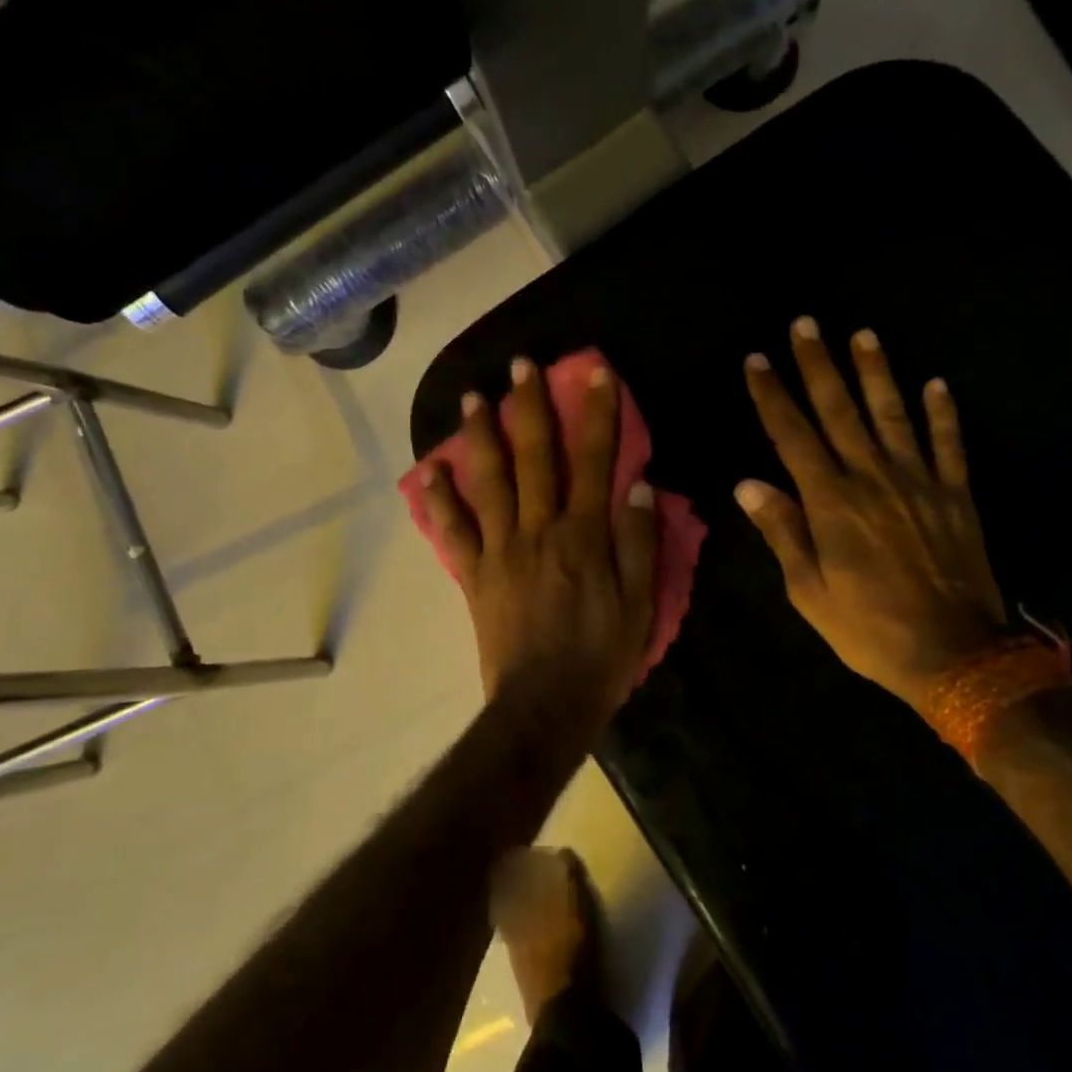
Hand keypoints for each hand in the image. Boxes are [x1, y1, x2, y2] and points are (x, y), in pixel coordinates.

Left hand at [419, 356, 658, 727]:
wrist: (544, 706)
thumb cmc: (601, 656)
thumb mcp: (641, 604)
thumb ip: (640, 542)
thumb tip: (641, 485)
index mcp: (584, 535)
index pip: (594, 460)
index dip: (598, 413)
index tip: (595, 372)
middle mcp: (539, 529)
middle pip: (534, 457)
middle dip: (530, 406)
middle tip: (520, 365)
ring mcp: (500, 550)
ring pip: (489, 481)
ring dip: (481, 435)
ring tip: (471, 398)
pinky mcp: (474, 575)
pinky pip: (453, 531)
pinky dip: (440, 499)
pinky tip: (430, 469)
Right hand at [737, 319, 1007, 716]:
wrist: (955, 654)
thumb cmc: (868, 628)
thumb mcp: (808, 591)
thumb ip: (782, 531)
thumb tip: (749, 483)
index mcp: (831, 503)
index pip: (793, 436)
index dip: (772, 396)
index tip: (757, 360)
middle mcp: (873, 478)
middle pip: (840, 411)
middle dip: (818, 365)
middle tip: (805, 323)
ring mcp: (919, 482)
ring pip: (893, 414)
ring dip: (876, 373)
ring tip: (863, 334)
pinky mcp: (955, 496)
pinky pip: (948, 445)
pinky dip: (943, 414)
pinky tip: (937, 384)